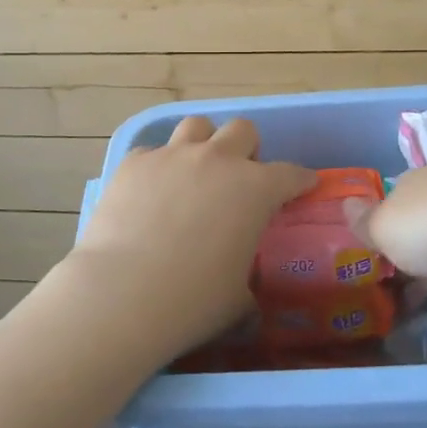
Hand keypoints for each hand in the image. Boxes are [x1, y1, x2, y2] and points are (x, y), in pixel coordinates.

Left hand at [63, 116, 317, 357]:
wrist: (123, 293)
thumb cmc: (193, 301)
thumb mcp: (238, 300)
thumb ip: (247, 283)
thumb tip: (245, 297)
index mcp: (255, 189)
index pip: (290, 173)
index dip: (300, 179)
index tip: (303, 185)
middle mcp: (217, 160)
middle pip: (242, 130)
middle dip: (247, 149)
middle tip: (240, 176)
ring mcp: (172, 156)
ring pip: (197, 126)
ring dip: (203, 143)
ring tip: (196, 170)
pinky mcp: (134, 162)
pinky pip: (152, 152)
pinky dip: (158, 167)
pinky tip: (151, 192)